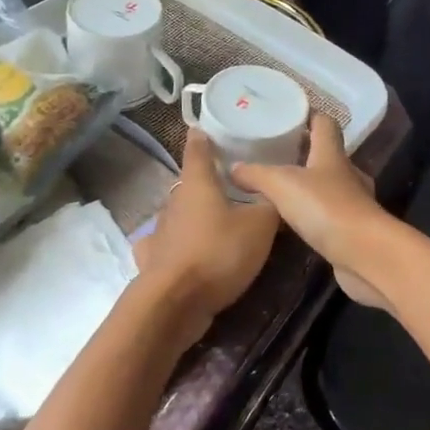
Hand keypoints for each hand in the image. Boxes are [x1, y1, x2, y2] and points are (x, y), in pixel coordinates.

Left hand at [134, 128, 280, 333]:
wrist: (176, 300)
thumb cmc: (219, 252)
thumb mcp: (260, 226)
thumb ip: (270, 206)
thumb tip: (277, 193)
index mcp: (197, 184)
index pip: (197, 150)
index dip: (202, 138)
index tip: (203, 129)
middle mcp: (174, 202)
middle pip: (188, 185)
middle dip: (204, 183)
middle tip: (226, 185)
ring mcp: (159, 231)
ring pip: (177, 215)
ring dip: (191, 216)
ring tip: (212, 222)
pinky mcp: (152, 260)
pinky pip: (163, 246)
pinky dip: (172, 245)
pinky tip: (179, 251)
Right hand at [232, 116, 393, 310]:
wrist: (365, 255)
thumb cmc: (325, 208)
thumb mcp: (281, 184)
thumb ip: (255, 174)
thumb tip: (233, 168)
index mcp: (331, 154)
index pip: (324, 123)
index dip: (308, 115)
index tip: (288, 113)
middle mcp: (346, 173)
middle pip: (326, 154)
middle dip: (303, 152)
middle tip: (273, 153)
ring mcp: (353, 202)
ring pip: (327, 185)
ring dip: (307, 185)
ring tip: (277, 188)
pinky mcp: (353, 229)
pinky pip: (328, 214)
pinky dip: (312, 213)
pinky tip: (292, 222)